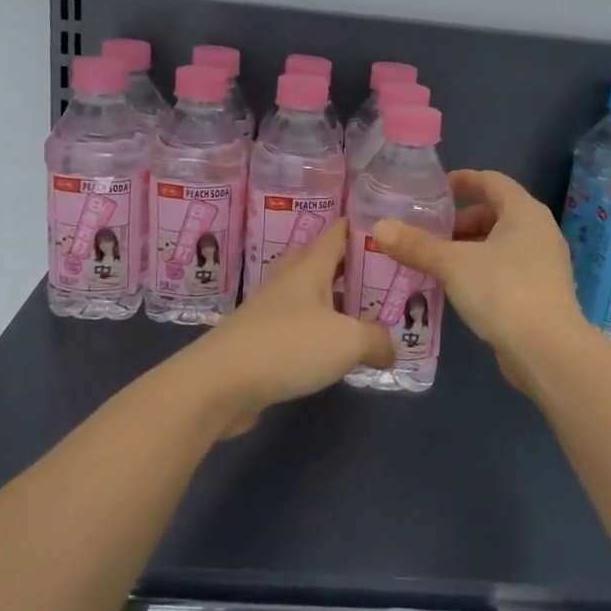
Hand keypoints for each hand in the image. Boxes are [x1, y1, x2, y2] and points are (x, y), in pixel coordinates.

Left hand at [179, 219, 393, 435]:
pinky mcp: (260, 340)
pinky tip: (335, 349)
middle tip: (386, 275)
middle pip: (323, 262)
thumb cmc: (287, 347)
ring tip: (368, 312)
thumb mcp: (347, 342)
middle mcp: (288, 281)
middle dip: (352, 266)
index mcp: (309, 267)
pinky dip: (319, 331)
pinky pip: (298, 326)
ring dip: (336, 301)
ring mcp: (270, 310)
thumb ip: (377, 340)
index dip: (362, 226)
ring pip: (310, 295)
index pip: (337, 232)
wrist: (219, 384)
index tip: (390, 228)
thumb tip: (391, 349)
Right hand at [371, 170, 585, 385]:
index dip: (464, 180)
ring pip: (501, 244)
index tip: (436, 188)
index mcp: (524, 212)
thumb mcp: (452, 264)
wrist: (547, 351)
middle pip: (496, 213)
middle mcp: (540, 231)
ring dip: (470, 248)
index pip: (492, 181)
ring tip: (437, 261)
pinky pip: (507, 268)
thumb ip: (416, 245)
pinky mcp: (542, 293)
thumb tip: (380, 227)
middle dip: (461, 221)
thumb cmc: (502, 291)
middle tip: (430, 233)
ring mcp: (545, 264)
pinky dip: (482, 269)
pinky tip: (458, 287)